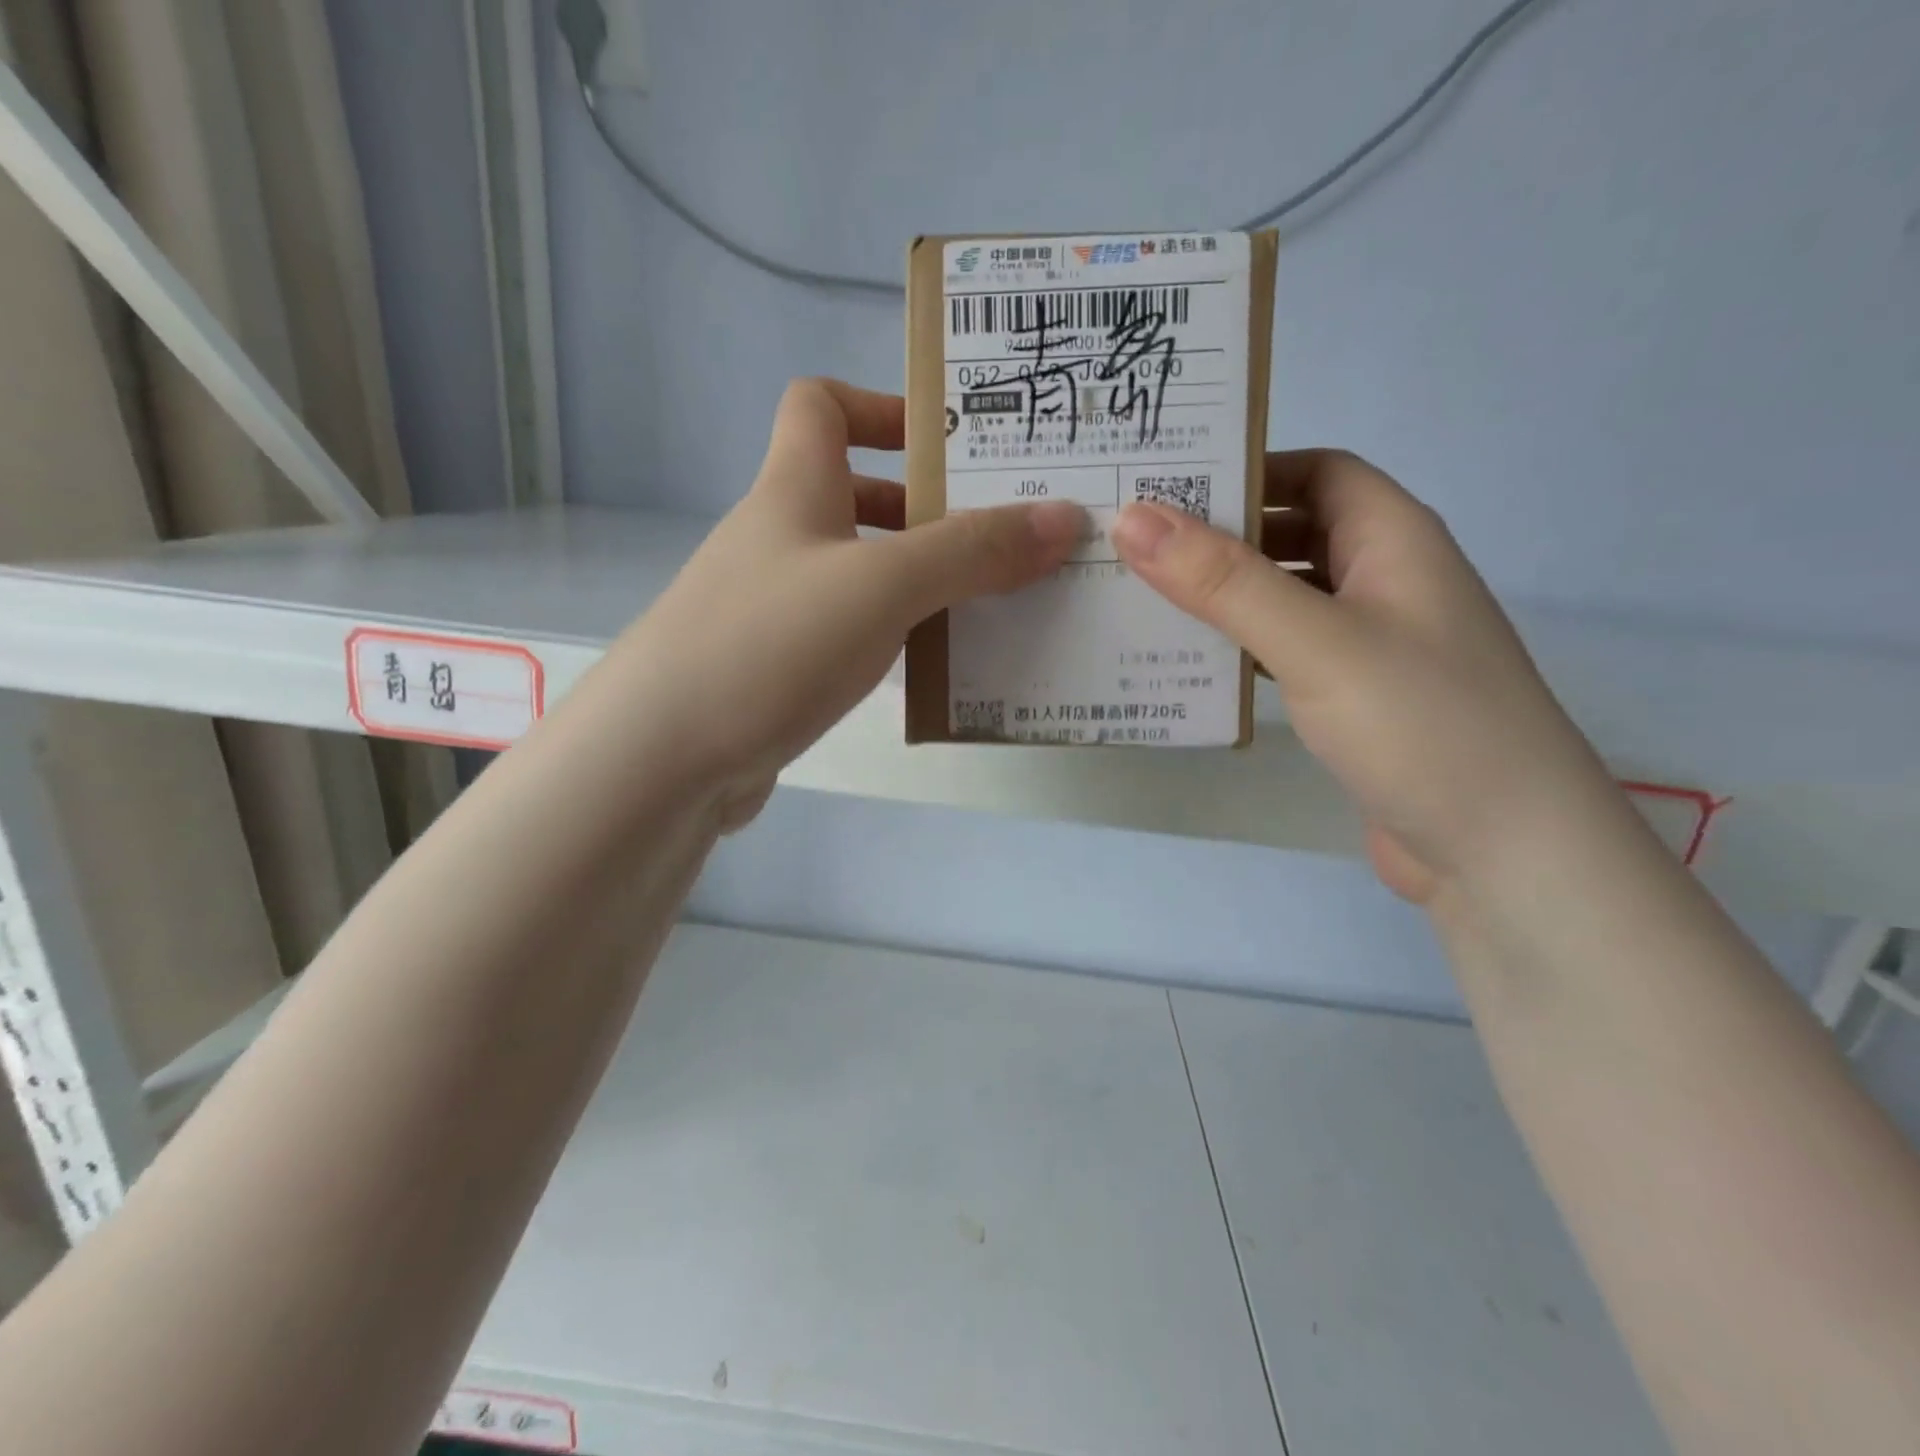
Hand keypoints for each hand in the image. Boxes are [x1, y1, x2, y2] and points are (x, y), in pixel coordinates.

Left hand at [604, 379, 1082, 826]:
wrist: (663, 758)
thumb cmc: (770, 644)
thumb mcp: (882, 586)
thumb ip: (971, 551)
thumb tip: (1063, 518)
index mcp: (793, 490)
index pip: (821, 404)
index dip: (882, 407)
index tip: (946, 445)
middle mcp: (779, 538)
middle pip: (854, 495)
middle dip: (927, 509)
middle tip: (1002, 537)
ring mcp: (773, 607)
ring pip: (858, 572)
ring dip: (918, 582)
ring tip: (991, 606)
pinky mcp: (776, 668)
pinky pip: (849, 634)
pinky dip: (893, 639)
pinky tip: (935, 668)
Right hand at [1112, 450, 1614, 901]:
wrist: (1503, 853)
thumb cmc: (1421, 724)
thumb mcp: (1315, 641)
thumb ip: (1224, 581)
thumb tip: (1133, 518)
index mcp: (1394, 539)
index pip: (1316, 471)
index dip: (1249, 469)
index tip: (1168, 486)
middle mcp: (1385, 580)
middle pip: (1295, 531)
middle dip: (1222, 534)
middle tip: (1132, 545)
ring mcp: (1371, 642)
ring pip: (1285, 595)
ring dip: (1224, 595)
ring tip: (1142, 600)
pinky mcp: (1353, 697)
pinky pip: (1285, 650)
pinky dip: (1240, 646)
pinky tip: (1192, 662)